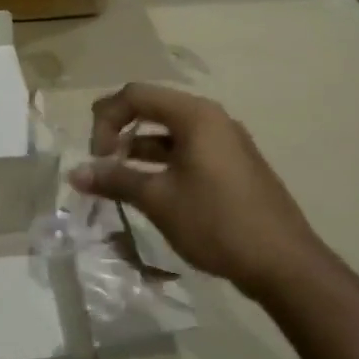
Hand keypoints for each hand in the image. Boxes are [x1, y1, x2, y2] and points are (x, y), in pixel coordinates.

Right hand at [68, 83, 321, 300]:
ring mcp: (226, 143)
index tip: (96, 157)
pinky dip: (162, 164)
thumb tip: (75, 173)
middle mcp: (212, 119)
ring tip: (119, 182)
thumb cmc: (217, 222)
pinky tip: (150, 193)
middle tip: (102, 166)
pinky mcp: (233, 166)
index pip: (136, 95)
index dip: (106, 120)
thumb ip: (115, 179)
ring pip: (170, 134)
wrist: (283, 263)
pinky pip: (188, 152)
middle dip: (120, 133)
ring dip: (139, 151)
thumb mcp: (159, 200)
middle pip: (153, 109)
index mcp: (195, 116)